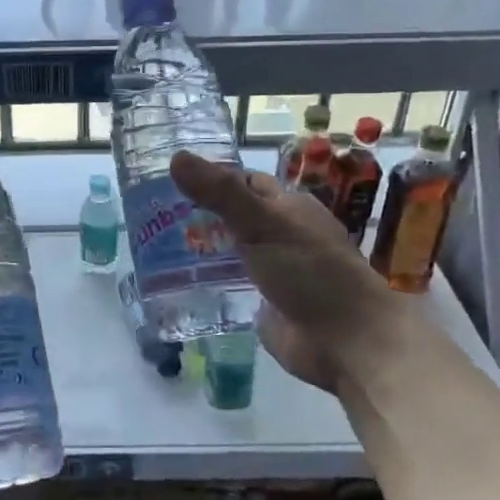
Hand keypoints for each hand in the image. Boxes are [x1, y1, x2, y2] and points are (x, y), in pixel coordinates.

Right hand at [170, 151, 431, 392]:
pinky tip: (175, 277)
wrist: (346, 342)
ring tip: (154, 240)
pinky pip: (229, 282)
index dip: (212, 177)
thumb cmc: (312, 272)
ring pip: (230, 248)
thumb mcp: (262, 224)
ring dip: (202, 245)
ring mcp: (273, 269)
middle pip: (235, 215)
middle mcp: (281, 234)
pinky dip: (207, 277)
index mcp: (289, 207)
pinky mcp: (264, 302)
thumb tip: (175, 157)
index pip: (244, 182)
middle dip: (201, 212)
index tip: (168, 177)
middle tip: (153, 210)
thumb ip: (220, 193)